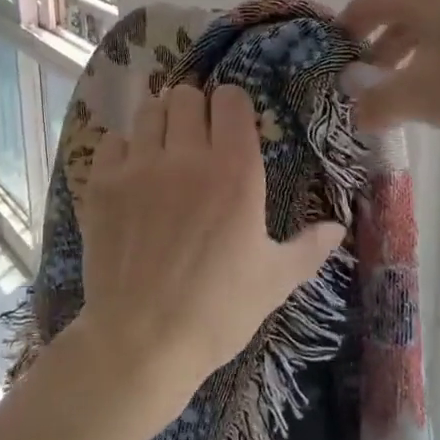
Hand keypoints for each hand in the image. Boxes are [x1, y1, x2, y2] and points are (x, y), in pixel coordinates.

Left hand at [71, 83, 344, 421]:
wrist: (141, 343)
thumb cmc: (218, 311)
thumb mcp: (275, 280)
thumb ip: (309, 247)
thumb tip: (338, 227)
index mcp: (235, 171)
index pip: (231, 99)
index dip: (232, 105)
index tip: (232, 124)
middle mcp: (186, 156)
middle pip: (186, 96)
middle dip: (195, 108)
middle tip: (197, 136)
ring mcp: (139, 167)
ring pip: (149, 110)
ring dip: (160, 121)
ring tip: (164, 148)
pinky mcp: (101, 184)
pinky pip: (112, 140)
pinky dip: (123, 148)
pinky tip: (131, 173)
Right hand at [340, 0, 439, 134]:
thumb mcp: (420, 95)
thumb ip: (378, 102)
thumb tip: (356, 111)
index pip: (367, 3)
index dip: (344, 30)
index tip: (333, 59)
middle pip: (397, 17)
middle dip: (377, 53)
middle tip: (365, 87)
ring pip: (429, 33)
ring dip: (408, 64)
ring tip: (403, 100)